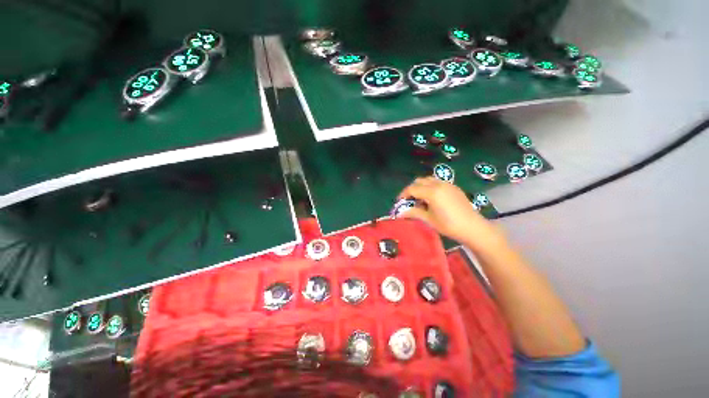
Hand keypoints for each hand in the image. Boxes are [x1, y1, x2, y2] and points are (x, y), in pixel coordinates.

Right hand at [397, 177, 505, 249]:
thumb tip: (400, 213)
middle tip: (409, 200)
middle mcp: (438, 184)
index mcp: (432, 192)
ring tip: (420, 199)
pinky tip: (432, 198)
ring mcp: (447, 184)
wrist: (473, 227)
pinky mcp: (453, 187)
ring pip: (429, 180)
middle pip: (419, 181)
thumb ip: (413, 213)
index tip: (399, 202)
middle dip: (411, 189)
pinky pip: (437, 182)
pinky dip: (430, 186)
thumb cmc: (449, 225)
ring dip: (421, 186)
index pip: (412, 189)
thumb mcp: (429, 220)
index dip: (403, 194)